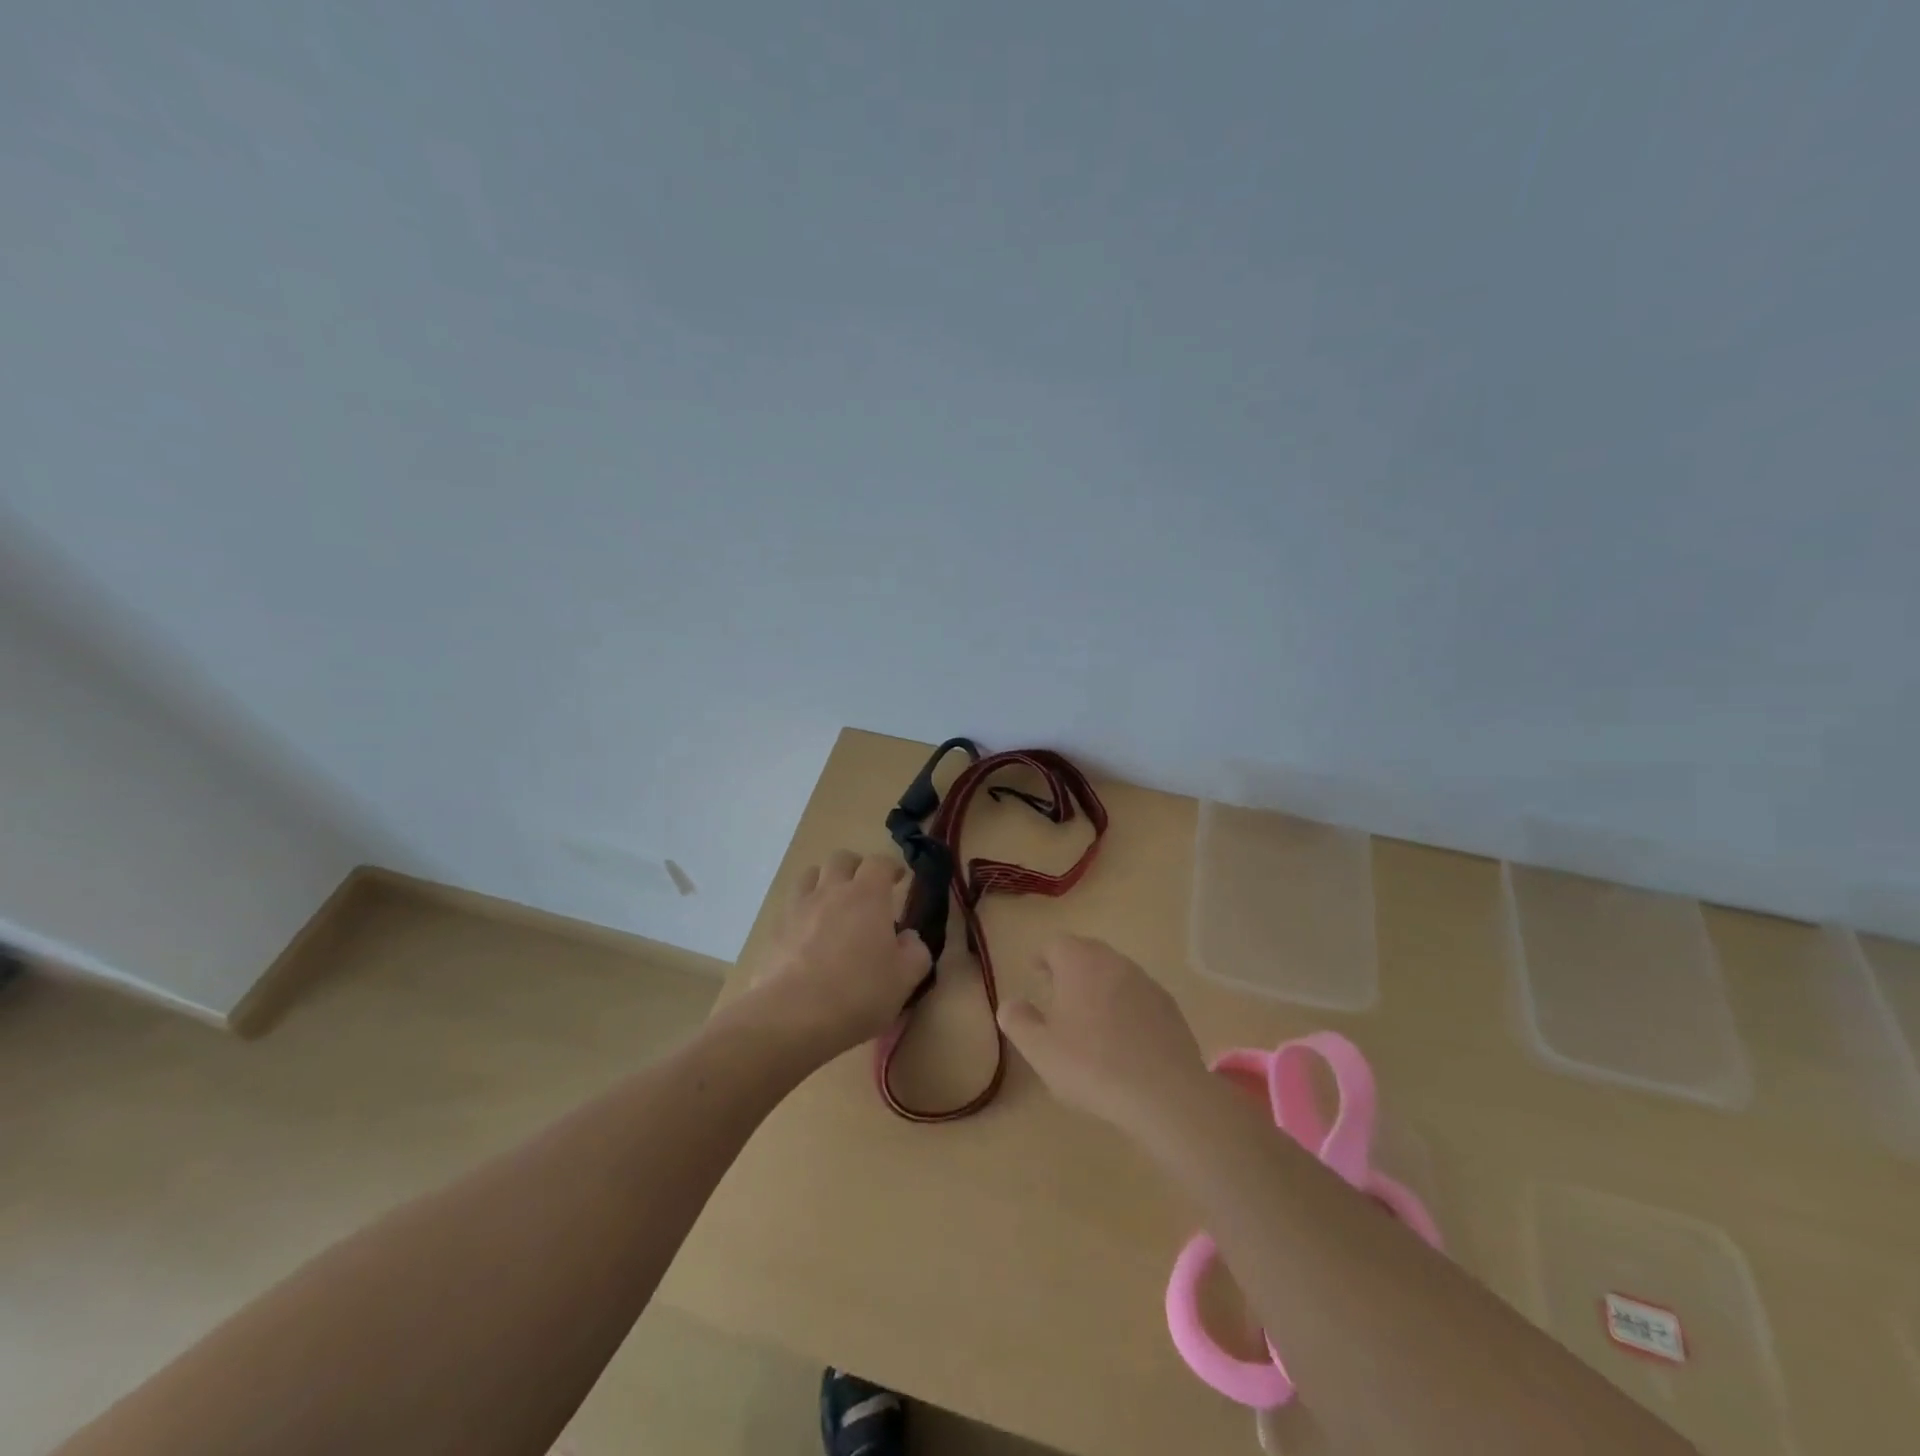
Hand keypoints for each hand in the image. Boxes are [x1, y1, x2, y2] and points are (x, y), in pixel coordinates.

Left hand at [744, 849, 931, 1062]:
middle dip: (856, 867)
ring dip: (825, 881)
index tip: (898, 879)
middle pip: (841, 859)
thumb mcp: (904, 979)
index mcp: (867, 895)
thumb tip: (909, 938)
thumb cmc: (858, 994)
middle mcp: (832, 891)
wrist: (793, 1016)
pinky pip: (791, 905)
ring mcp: (799, 907)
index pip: (880, 862)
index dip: (891, 867)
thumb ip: (915, 952)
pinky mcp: (775, 929)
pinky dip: (803, 910)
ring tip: (833, 904)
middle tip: (866, 889)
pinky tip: (808, 934)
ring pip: (810, 875)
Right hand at [997, 934, 1211, 1138]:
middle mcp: (1114, 962)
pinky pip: (1138, 996)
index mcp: (1080, 963)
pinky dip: (1125, 1006)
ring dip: (1099, 986)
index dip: (1042, 957)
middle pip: (1087, 952)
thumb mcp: (1040, 1049)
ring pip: (1114, 973)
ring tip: (1089, 1018)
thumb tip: (1009, 1003)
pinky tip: (1123, 1039)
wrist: (1165, 1094)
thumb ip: (1018, 1021)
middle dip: (1070, 968)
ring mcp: (1146, 982)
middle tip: (1058, 993)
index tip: (1035, 973)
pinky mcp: (1169, 1007)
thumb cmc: (1093, 1065)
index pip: (1055, 944)